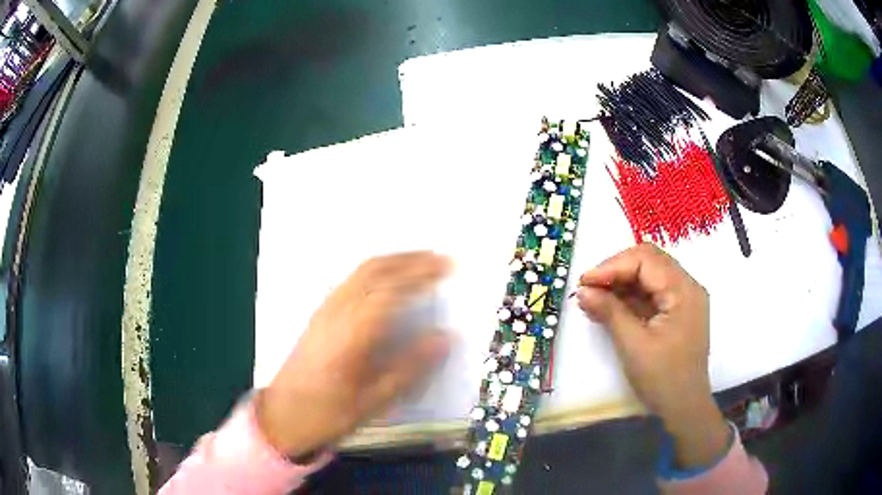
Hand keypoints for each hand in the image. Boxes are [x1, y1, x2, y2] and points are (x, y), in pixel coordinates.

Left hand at [255, 252, 451, 457]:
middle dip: (409, 259)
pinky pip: (351, 280)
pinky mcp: (319, 314)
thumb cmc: (328, 412)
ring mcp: (325, 310)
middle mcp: (336, 311)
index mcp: (351, 332)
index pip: (391, 290)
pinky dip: (376, 270)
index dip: (420, 274)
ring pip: (361, 271)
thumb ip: (410, 367)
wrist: (283, 414)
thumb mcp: (374, 400)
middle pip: (374, 270)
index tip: (446, 267)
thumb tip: (443, 338)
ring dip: (392, 260)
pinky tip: (387, 280)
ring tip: (419, 261)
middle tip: (439, 257)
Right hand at [576, 244, 729, 467]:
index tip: (584, 283)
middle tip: (588, 289)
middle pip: (649, 262)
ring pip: (649, 276)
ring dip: (621, 284)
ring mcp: (684, 299)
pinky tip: (609, 308)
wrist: (684, 408)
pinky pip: (652, 294)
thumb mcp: (633, 345)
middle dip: (616, 271)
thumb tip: (582, 291)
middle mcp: (687, 287)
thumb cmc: (663, 378)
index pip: (645, 260)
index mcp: (683, 290)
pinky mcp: (677, 312)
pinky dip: (630, 297)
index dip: (612, 266)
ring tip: (594, 299)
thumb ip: (609, 312)